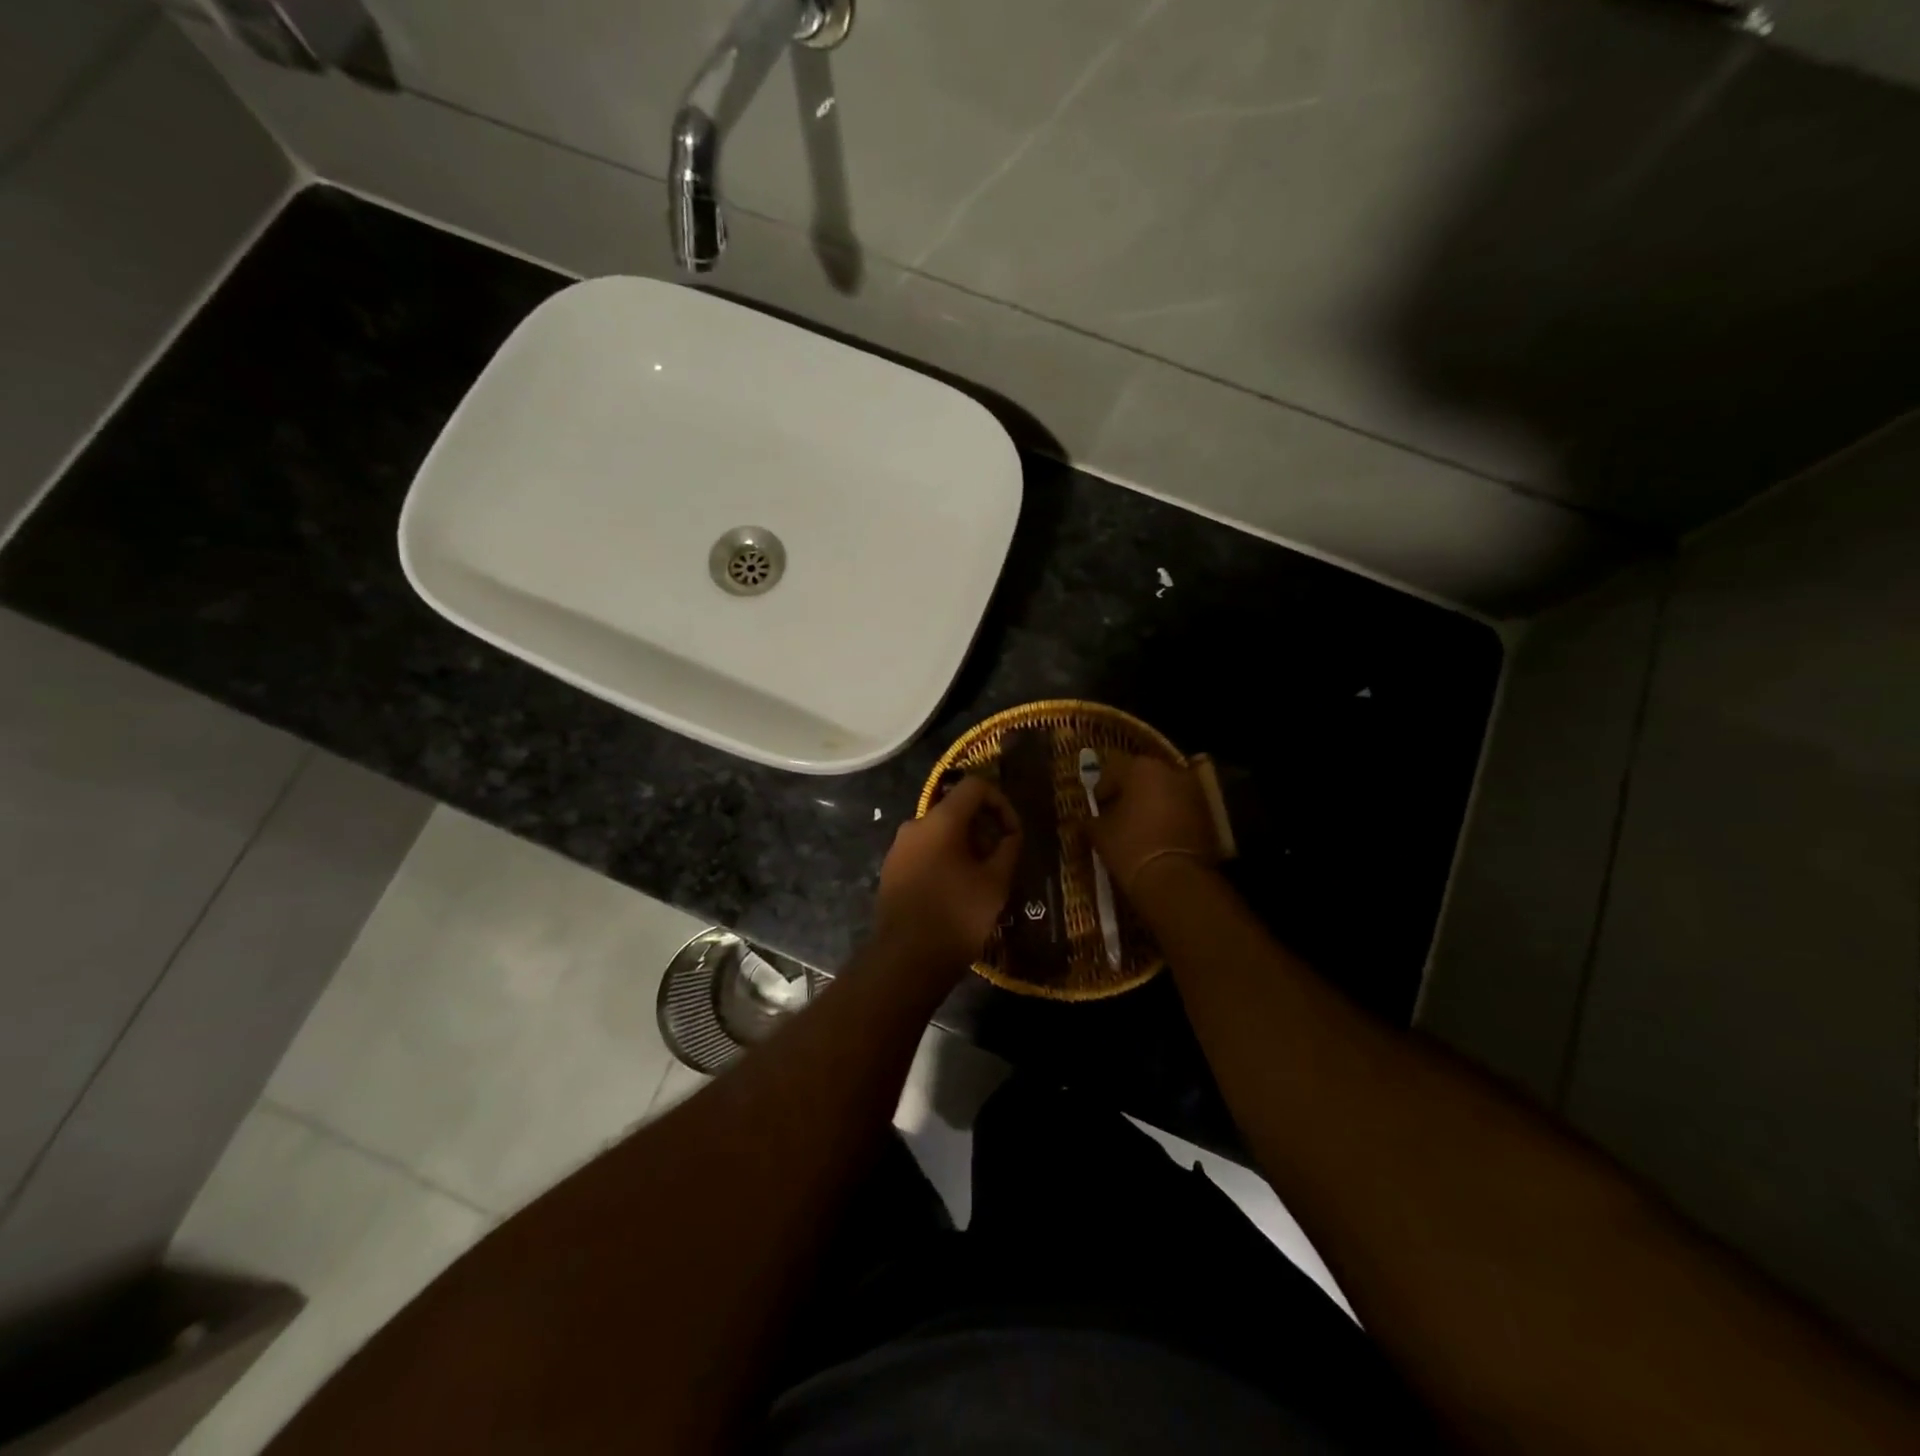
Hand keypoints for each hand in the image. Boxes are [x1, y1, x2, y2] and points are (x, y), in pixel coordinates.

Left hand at [874, 775, 1022, 977]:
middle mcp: (914, 825)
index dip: (1001, 802)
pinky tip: (956, 890)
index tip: (1012, 833)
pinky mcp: (891, 870)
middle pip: (955, 809)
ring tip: (982, 877)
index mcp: (940, 820)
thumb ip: (1008, 848)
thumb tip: (1010, 833)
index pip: (975, 786)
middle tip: (1000, 858)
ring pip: (939, 832)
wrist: (905, 960)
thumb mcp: (996, 882)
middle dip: (983, 827)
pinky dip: (945, 859)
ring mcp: (898, 848)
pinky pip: (924, 851)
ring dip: (965, 845)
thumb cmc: (957, 916)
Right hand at [1087, 752, 1219, 896]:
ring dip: (1151, 803)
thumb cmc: (1130, 847)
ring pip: (1164, 790)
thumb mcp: (1099, 833)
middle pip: (1142, 776)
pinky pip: (1180, 807)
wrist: (1176, 879)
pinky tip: (1158, 836)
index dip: (1101, 789)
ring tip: (1138, 826)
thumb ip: (1092, 819)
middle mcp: (1170, 771)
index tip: (1096, 808)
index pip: (1112, 769)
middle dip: (1128, 792)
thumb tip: (1091, 819)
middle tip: (1116, 814)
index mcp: (1141, 768)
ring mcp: (1193, 791)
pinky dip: (1169, 816)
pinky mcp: (1208, 813)